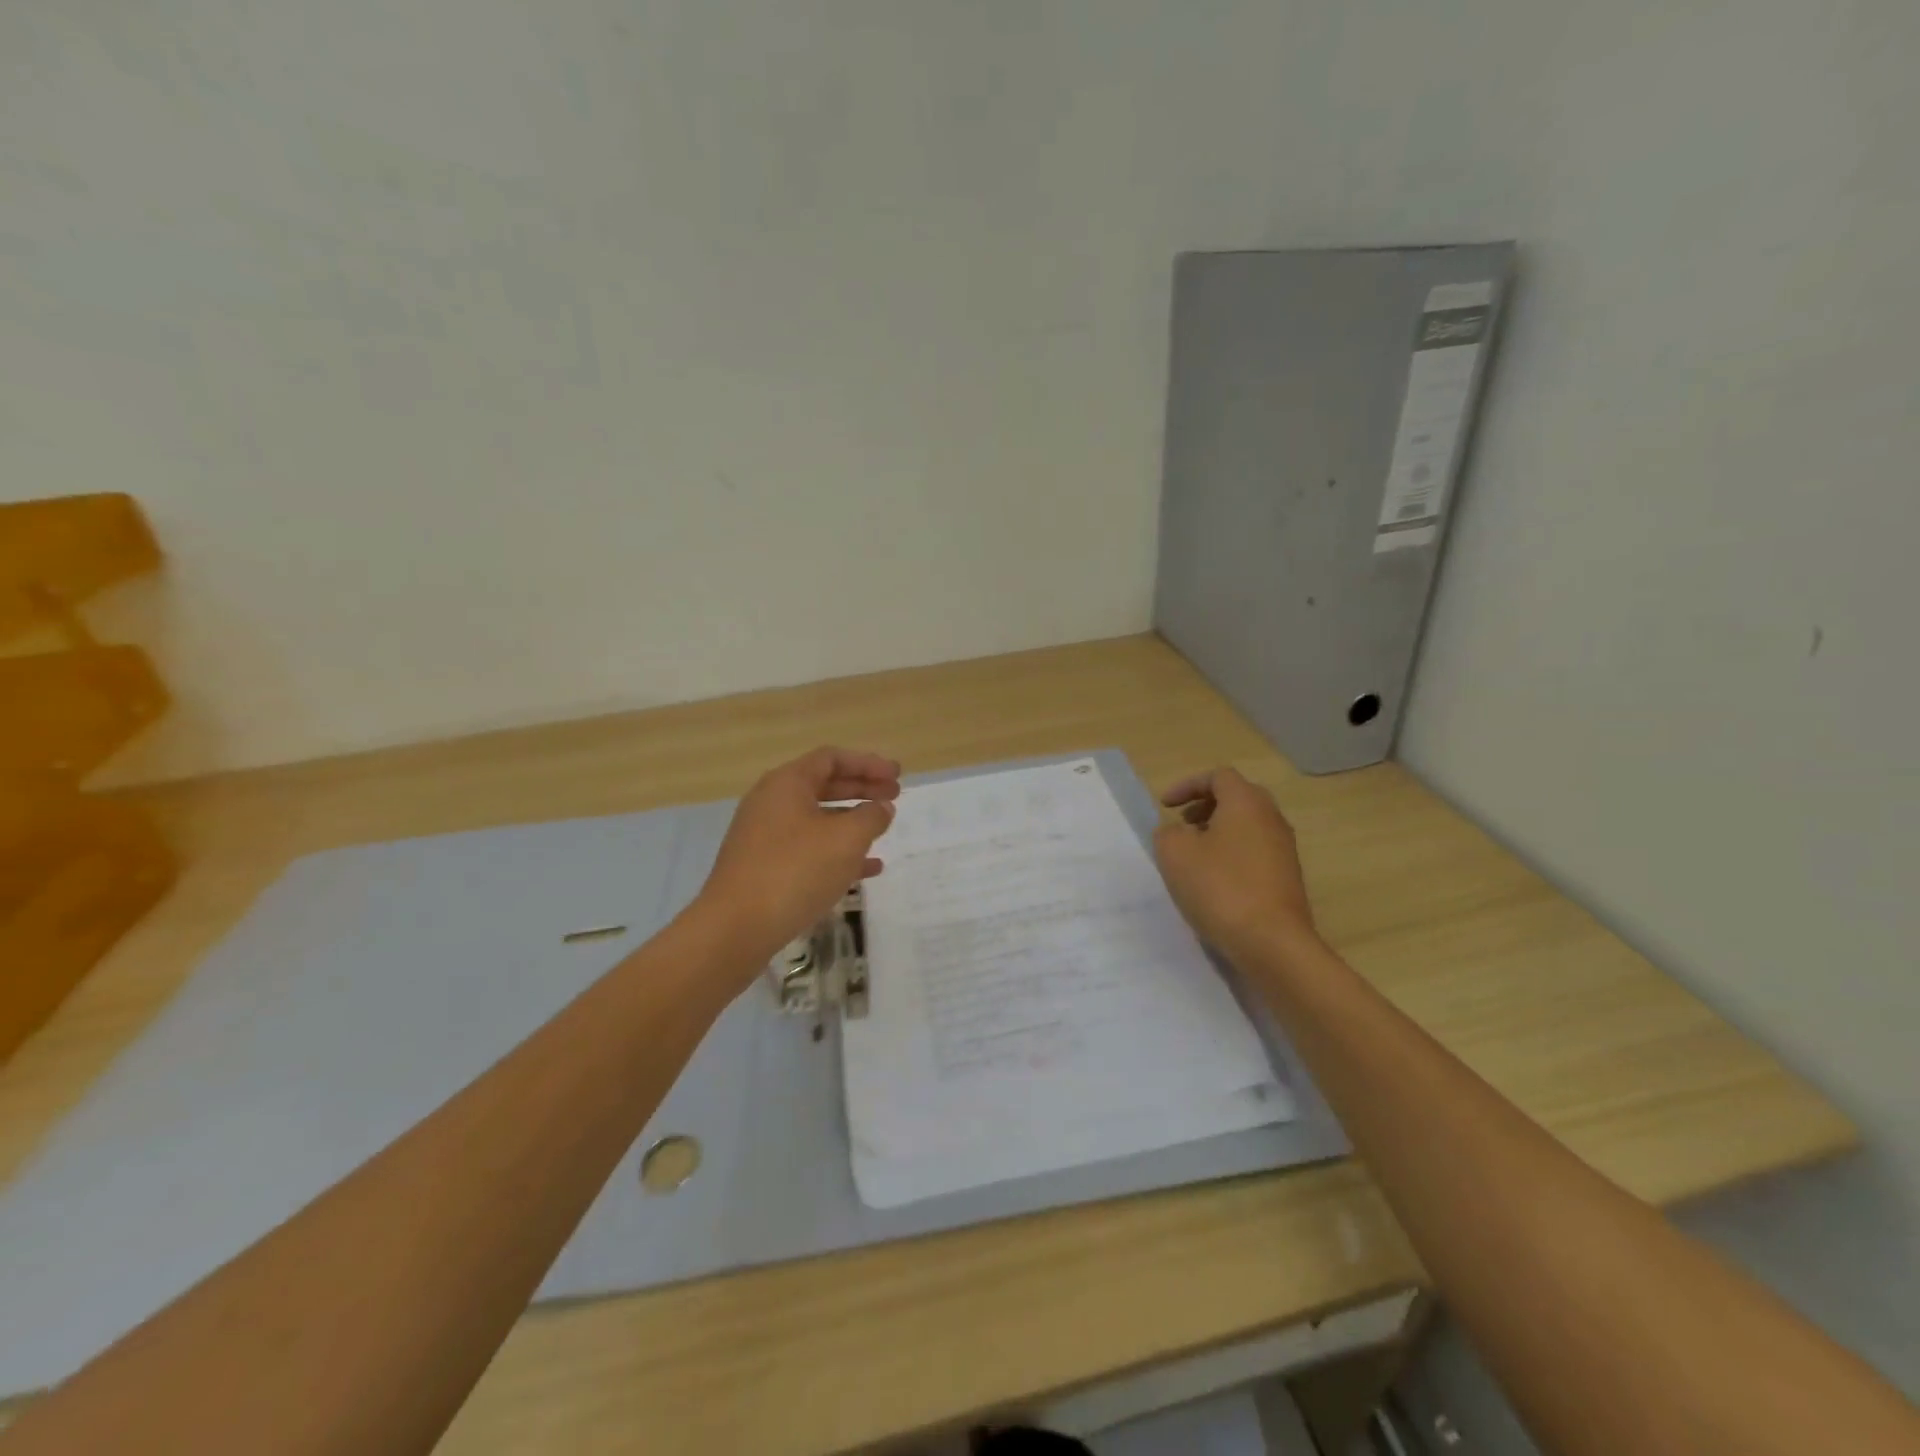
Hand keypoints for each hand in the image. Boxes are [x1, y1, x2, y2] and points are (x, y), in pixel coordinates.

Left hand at [695, 747, 901, 970]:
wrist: (736, 928)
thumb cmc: (796, 871)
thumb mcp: (846, 839)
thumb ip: (871, 817)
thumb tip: (881, 807)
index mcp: (787, 783)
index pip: (832, 758)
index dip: (868, 763)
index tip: (897, 775)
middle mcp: (771, 802)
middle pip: (824, 785)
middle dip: (862, 789)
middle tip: (895, 796)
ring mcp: (765, 836)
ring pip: (817, 819)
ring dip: (852, 821)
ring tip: (883, 830)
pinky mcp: (764, 867)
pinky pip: (808, 849)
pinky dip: (837, 852)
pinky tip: (867, 870)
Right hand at [1154, 766, 1316, 960]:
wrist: (1272, 942)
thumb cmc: (1220, 887)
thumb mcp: (1174, 853)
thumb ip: (1168, 832)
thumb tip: (1177, 833)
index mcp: (1246, 802)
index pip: (1218, 776)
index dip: (1187, 785)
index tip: (1165, 806)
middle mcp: (1271, 818)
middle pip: (1237, 797)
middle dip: (1206, 806)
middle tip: (1182, 824)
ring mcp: (1284, 849)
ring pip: (1248, 825)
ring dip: (1219, 831)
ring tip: (1195, 855)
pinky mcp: (1288, 877)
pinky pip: (1256, 851)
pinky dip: (1233, 853)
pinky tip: (1215, 881)